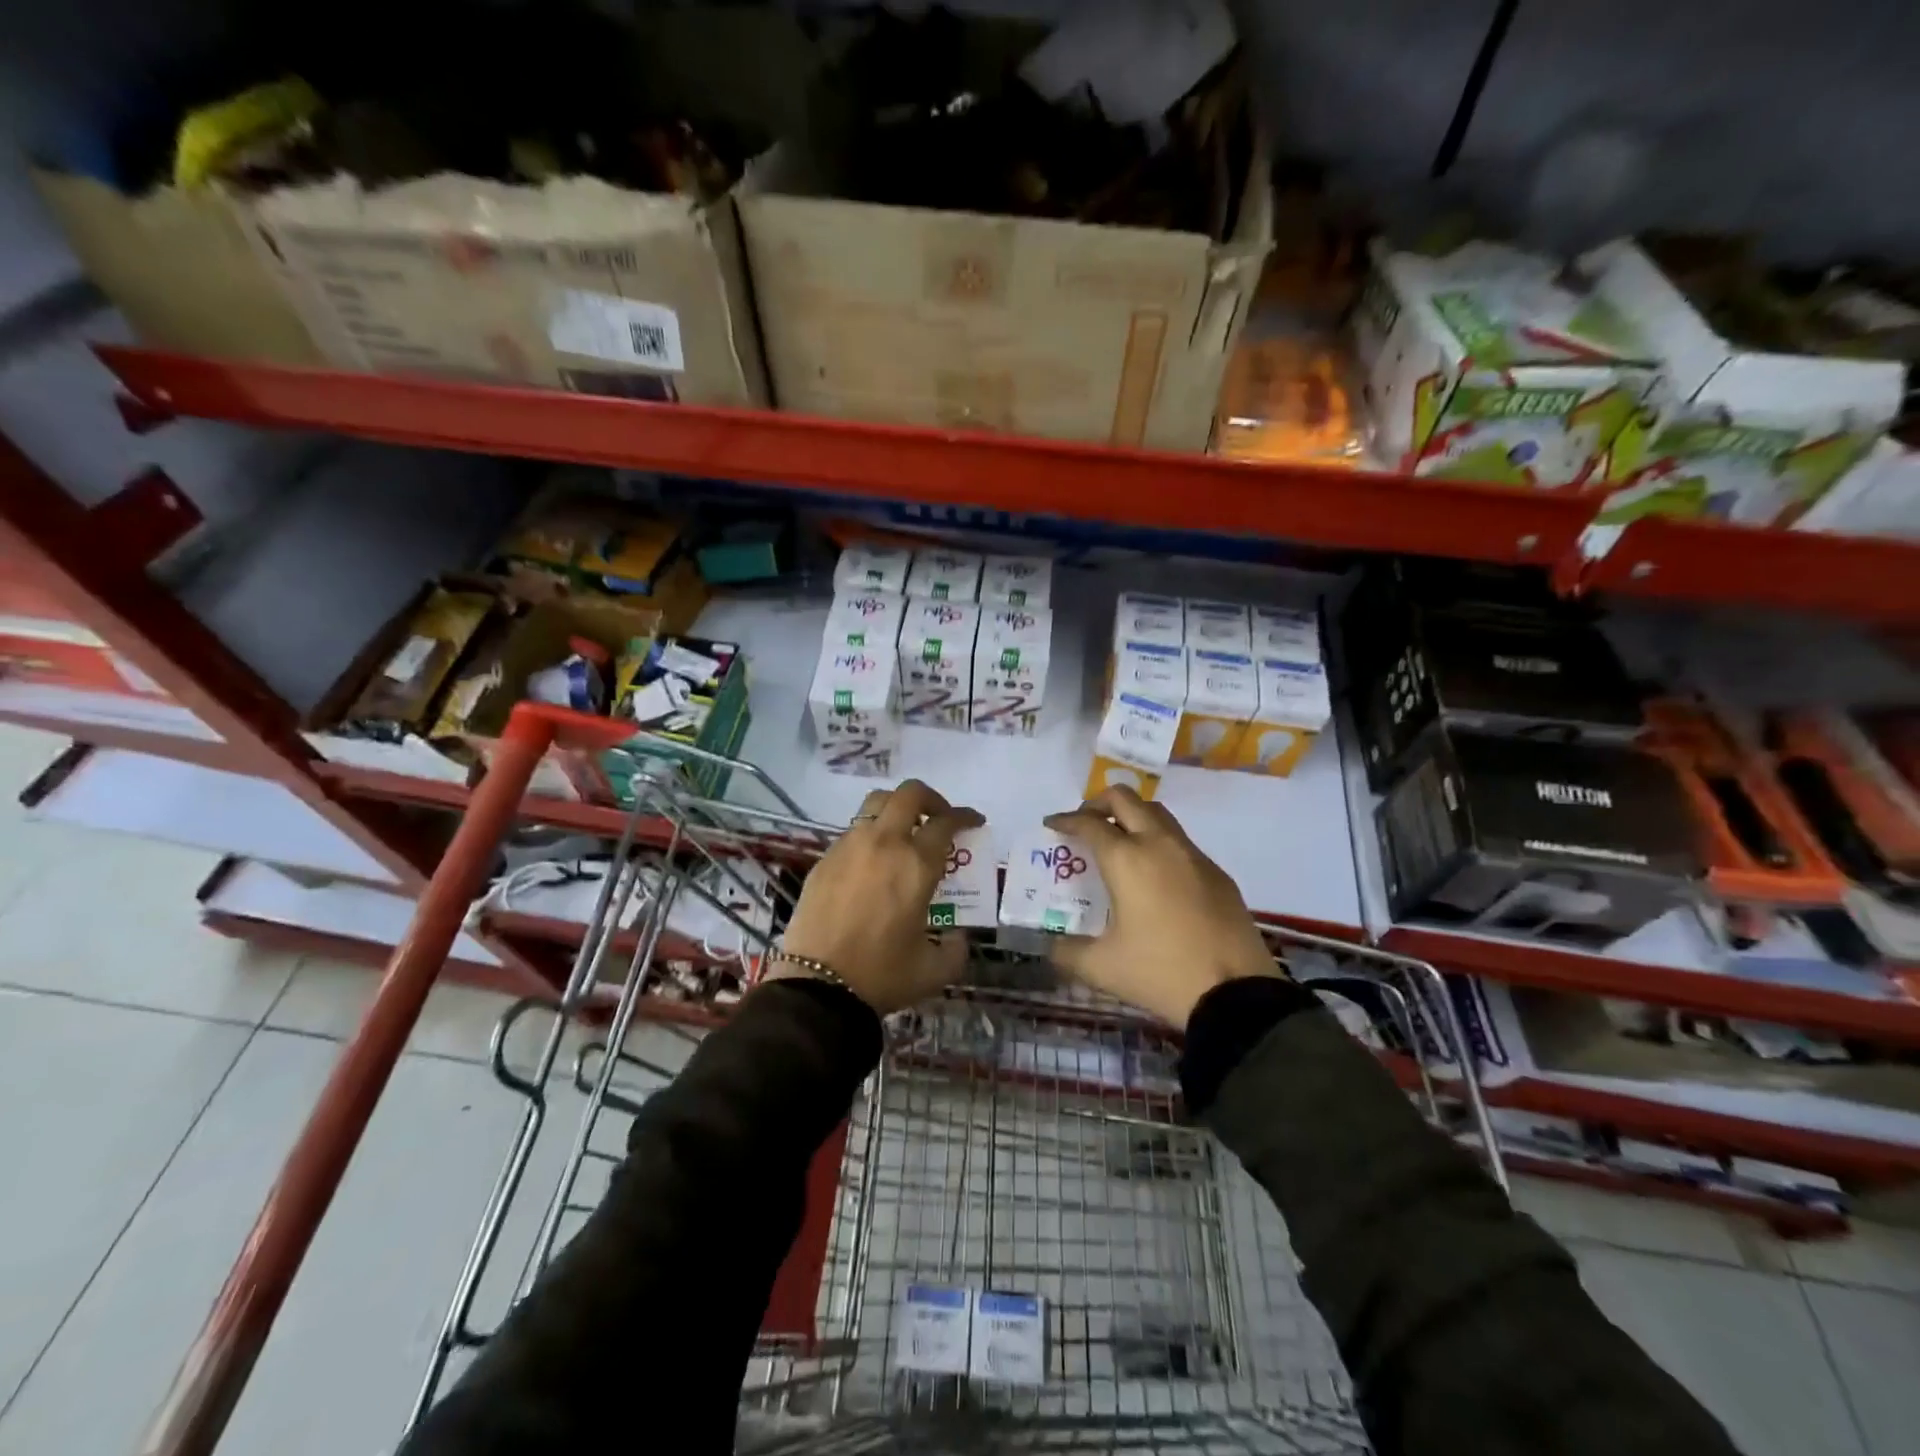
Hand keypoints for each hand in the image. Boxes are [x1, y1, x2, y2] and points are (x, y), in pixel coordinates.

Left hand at [770, 780, 983, 1013]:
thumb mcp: (933, 970)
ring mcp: (849, 847)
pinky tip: (873, 864)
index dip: (965, 817)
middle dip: (931, 799)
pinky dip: (871, 835)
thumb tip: (958, 937)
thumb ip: (955, 949)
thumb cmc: (881, 975)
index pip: (946, 823)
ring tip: (904, 834)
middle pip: (909, 794)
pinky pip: (853, 831)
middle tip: (938, 819)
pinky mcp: (824, 860)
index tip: (973, 821)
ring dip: (896, 810)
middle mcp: (884, 844)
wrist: (817, 986)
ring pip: (875, 804)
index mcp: (916, 864)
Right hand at [1044, 786, 1279, 1025]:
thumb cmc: (1161, 972)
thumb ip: (1066, 952)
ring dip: (1132, 816)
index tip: (1052, 824)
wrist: (1236, 994)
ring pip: (1157, 813)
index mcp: (1127, 860)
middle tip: (1085, 822)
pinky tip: (1154, 874)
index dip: (1065, 820)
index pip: (1089, 824)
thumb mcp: (1102, 967)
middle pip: (1125, 799)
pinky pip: (1180, 841)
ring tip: (1118, 841)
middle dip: (1099, 803)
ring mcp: (1193, 855)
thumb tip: (1049, 946)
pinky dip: (1159, 842)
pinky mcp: (1217, 873)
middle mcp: (1159, 845)